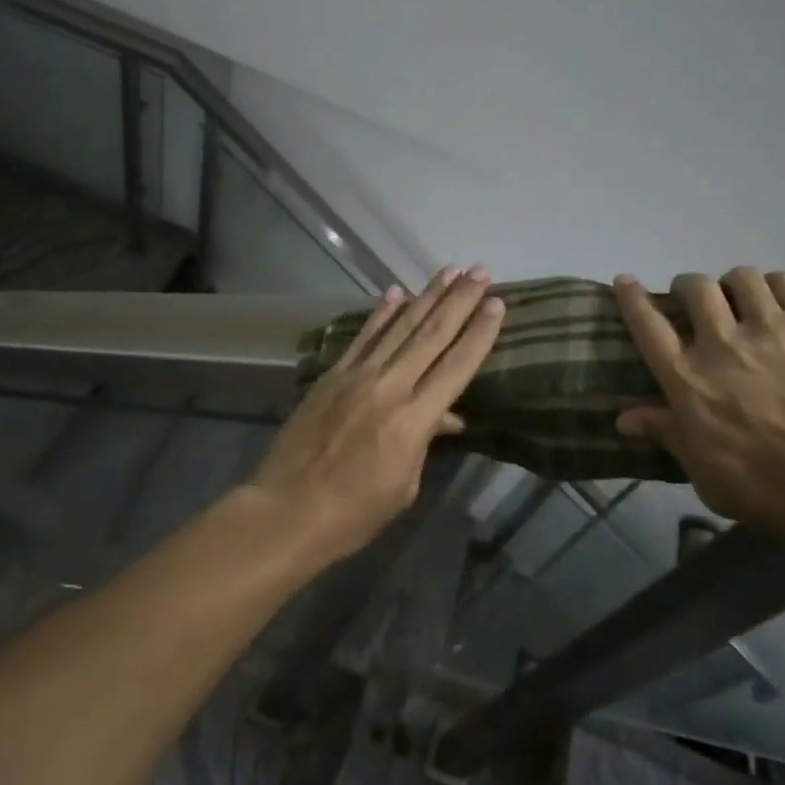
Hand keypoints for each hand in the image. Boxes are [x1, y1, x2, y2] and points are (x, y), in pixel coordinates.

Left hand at [249, 265, 505, 566]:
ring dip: (426, 296)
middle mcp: (389, 387)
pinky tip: (396, 292)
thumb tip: (445, 415)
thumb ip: (425, 442)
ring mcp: (357, 376)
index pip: (456, 366)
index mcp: (413, 420)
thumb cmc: (354, 513)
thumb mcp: (404, 486)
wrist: (287, 510)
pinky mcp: (332, 375)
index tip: (497, 303)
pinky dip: (381, 313)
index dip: (479, 333)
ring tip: (448, 271)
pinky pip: (362, 337)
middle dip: (459, 300)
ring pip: (399, 327)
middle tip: (479, 271)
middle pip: (431, 335)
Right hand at [613, 267, 784, 543]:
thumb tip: (624, 417)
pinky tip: (782, 301)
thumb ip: (670, 438)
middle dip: (689, 287)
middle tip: (697, 301)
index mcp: (690, 382)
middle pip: (694, 289)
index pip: (647, 326)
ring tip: (744, 299)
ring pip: (740, 277)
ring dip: (734, 285)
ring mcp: (772, 327)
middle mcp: (722, 343)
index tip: (626, 281)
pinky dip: (776, 286)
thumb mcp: (714, 480)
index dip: (632, 298)